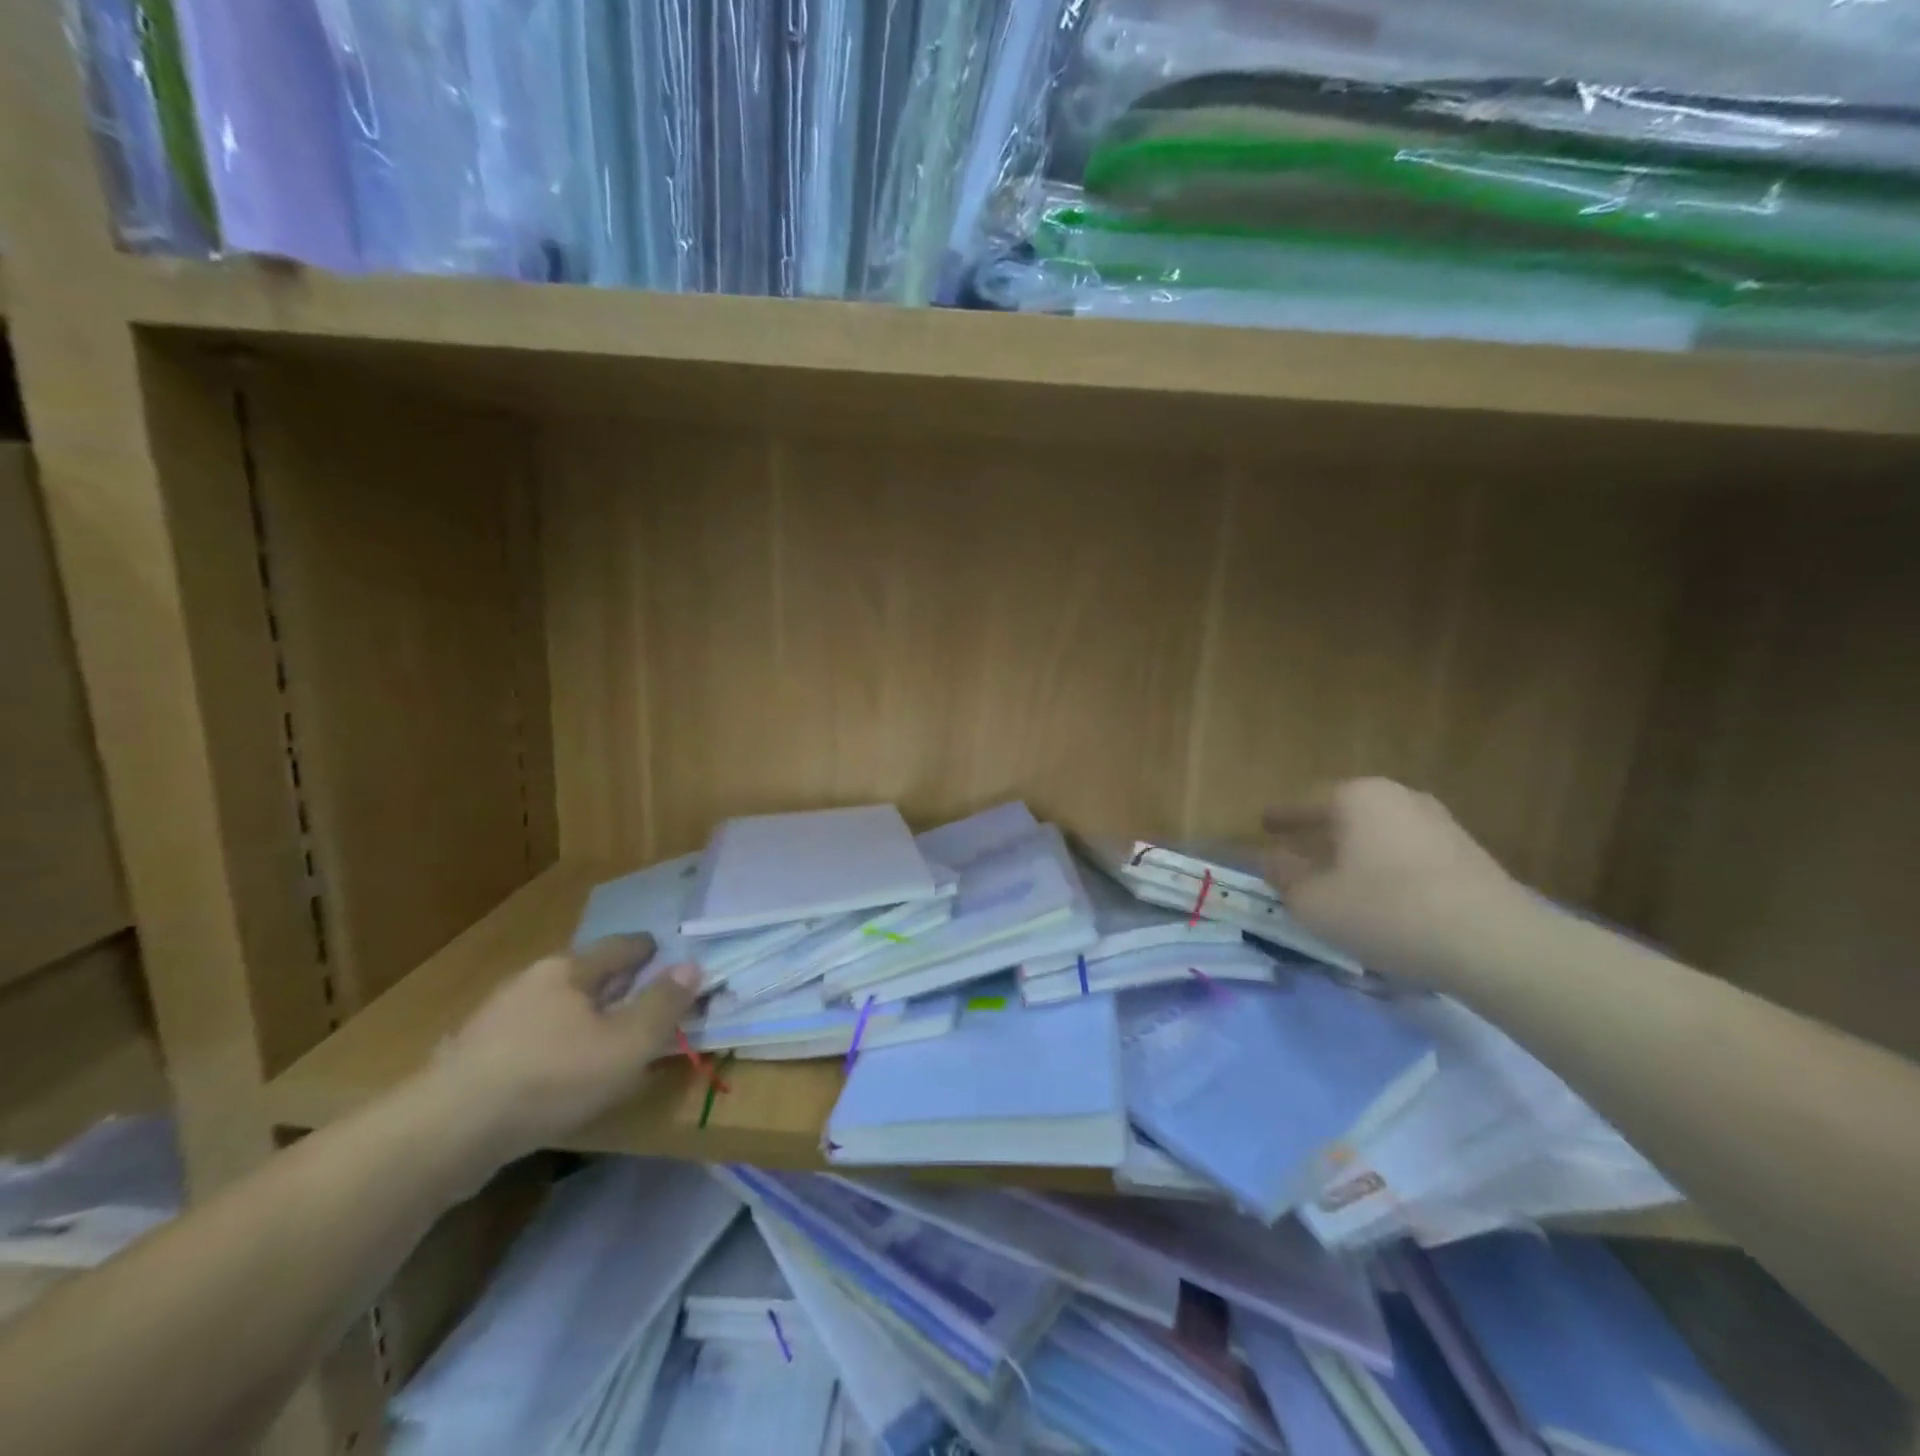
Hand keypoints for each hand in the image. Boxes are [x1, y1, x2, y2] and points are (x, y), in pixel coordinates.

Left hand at [429, 934, 701, 1161]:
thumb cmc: (552, 1076)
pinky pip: (527, 1039)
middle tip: (638, 997)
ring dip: (579, 1017)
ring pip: (552, 1008)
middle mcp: (530, 982)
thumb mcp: (627, 1044)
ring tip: (600, 1038)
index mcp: (569, 970)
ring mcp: (494, 1019)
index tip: (662, 953)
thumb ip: (663, 1005)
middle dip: (612, 984)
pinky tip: (555, 1071)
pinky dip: (550, 1046)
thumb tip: (693, 966)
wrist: (446, 1131)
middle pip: (583, 975)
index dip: (646, 950)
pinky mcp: (470, 1058)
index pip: (618, 947)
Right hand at [1263, 778, 1519, 984]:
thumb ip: (1285, 877)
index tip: (1263, 823)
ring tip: (1340, 873)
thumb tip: (1272, 859)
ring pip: (1381, 832)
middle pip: (1347, 812)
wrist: (1495, 943)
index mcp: (1357, 798)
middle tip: (1298, 846)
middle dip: (1321, 829)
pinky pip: (1409, 853)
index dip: (1281, 817)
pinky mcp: (1468, 855)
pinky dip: (1387, 865)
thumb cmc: (1387, 911)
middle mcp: (1399, 797)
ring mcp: (1440, 823)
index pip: (1306, 803)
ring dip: (1357, 849)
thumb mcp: (1314, 902)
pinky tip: (1382, 892)